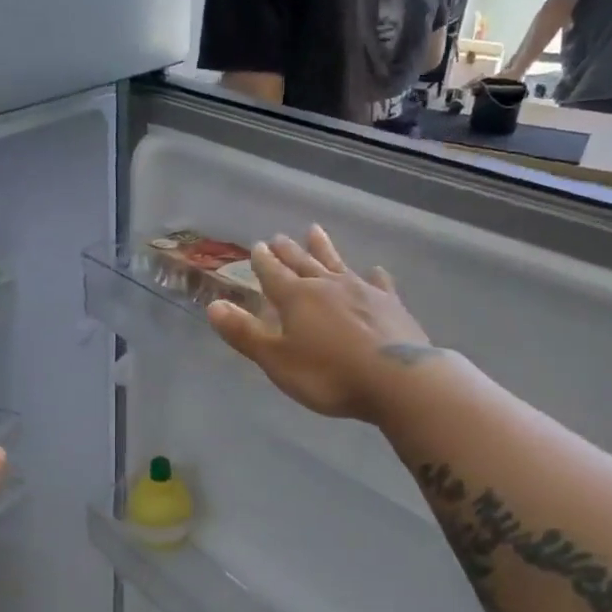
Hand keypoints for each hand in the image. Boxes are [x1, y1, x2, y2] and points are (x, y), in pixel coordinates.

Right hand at [207, 226, 439, 422]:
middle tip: (279, 237)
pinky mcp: (391, 305)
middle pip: (304, 263)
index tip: (257, 246)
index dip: (263, 262)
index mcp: (297, 299)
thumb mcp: (277, 360)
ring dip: (325, 249)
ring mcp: (363, 292)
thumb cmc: (329, 375)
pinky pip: (379, 284)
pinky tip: (374, 271)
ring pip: (338, 264)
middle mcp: (328, 286)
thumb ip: (245, 334)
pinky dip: (373, 276)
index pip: (274, 274)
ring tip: (315, 231)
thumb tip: (213, 306)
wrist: (397, 380)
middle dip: (289, 251)